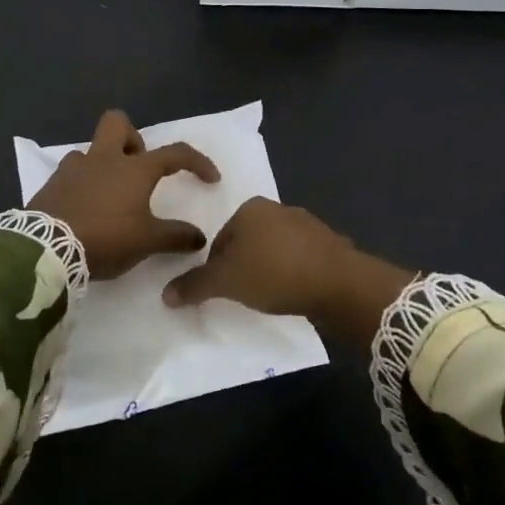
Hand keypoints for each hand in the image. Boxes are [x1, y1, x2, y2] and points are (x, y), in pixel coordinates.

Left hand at [29, 110, 220, 278]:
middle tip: (139, 168)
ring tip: (109, 195)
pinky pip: (71, 172)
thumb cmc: (105, 238)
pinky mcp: (51, 183)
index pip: (175, 154)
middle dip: (133, 138)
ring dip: (104, 165)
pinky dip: (82, 184)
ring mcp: (74, 168)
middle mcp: (104, 159)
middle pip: (118, 123)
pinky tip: (84, 207)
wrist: (46, 248)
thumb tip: (199, 237)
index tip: (210, 178)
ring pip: (91, 150)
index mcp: (134, 169)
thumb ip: (176, 237)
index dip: (197, 162)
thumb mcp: (147, 242)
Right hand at [161, 197, 415, 345]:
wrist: (338, 282)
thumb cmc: (273, 273)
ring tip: (271, 296)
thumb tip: (166, 295)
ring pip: (275, 249)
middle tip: (245, 295)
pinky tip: (296, 292)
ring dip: (270, 269)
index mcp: (250, 208)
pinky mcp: (329, 243)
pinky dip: (294, 273)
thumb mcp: (226, 282)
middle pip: (248, 242)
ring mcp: (307, 223)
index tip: (223, 290)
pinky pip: (301, 259)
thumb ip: (195, 286)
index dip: (216, 267)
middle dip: (244, 266)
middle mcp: (278, 208)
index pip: (220, 238)